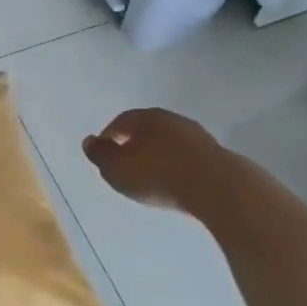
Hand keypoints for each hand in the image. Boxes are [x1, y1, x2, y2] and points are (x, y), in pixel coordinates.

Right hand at [82, 108, 222, 211]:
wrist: (217, 188)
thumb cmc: (158, 175)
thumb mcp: (117, 169)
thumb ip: (101, 155)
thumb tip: (89, 141)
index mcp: (146, 118)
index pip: (121, 121)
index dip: (109, 137)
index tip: (104, 154)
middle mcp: (172, 119)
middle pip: (147, 129)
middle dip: (134, 144)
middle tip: (126, 163)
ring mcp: (197, 136)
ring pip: (169, 142)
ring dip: (158, 155)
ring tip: (150, 175)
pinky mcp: (215, 155)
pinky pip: (187, 157)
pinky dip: (176, 165)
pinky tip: (175, 181)